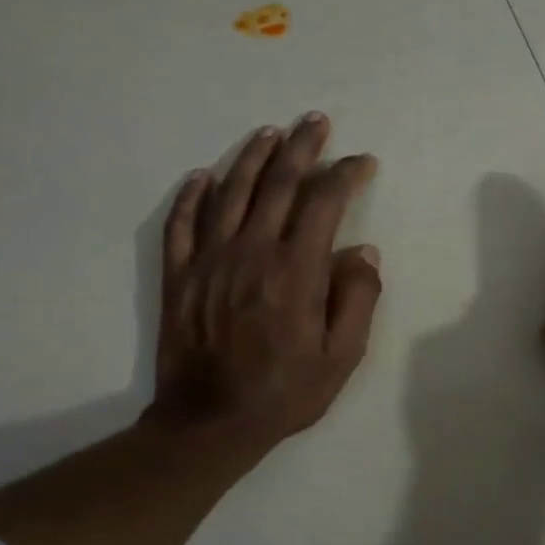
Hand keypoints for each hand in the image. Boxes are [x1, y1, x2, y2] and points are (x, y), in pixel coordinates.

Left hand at [146, 113, 381, 451]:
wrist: (210, 423)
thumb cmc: (287, 392)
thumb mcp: (342, 356)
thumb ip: (357, 299)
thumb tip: (364, 253)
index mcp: (296, 271)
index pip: (324, 204)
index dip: (345, 175)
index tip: (361, 162)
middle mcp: (252, 252)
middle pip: (278, 184)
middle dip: (301, 148)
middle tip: (316, 121)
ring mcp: (209, 261)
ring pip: (230, 193)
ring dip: (252, 157)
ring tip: (270, 133)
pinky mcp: (179, 276)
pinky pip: (181, 224)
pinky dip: (192, 195)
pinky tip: (204, 175)